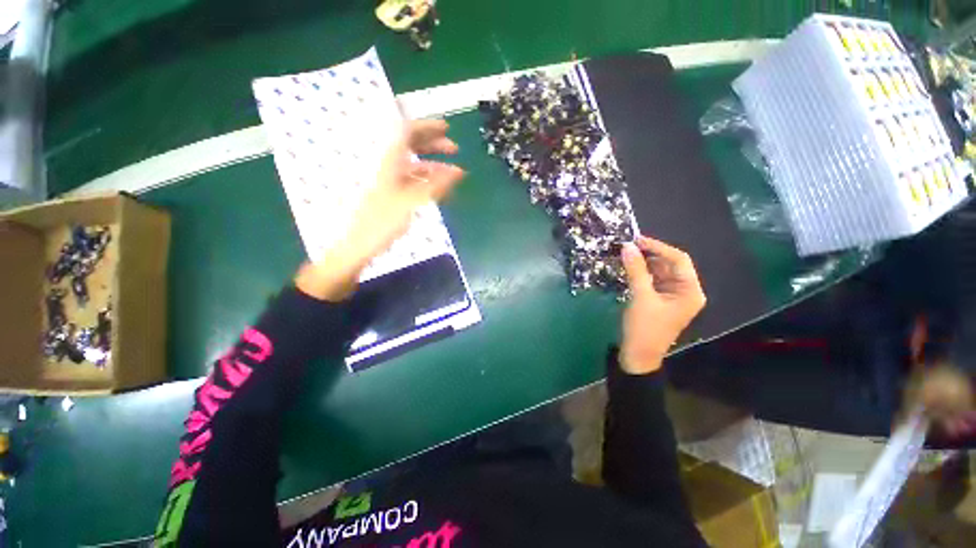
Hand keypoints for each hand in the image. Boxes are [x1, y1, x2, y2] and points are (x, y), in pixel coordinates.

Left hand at [295, 120, 464, 300]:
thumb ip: (435, 186)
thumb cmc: (380, 222)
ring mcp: (388, 181)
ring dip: (434, 164)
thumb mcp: (410, 202)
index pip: (407, 132)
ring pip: (413, 164)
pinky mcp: (391, 195)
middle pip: (410, 145)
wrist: (357, 246)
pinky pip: (412, 181)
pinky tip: (439, 188)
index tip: (447, 128)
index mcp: (387, 162)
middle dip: (433, 144)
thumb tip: (458, 172)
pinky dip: (427, 181)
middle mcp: (387, 166)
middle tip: (454, 148)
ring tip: (453, 171)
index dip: (427, 127)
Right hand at [619, 236, 706, 374]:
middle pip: (670, 264)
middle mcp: (685, 290)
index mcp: (690, 291)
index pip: (679, 260)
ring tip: (626, 253)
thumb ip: (635, 269)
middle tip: (628, 245)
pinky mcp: (659, 299)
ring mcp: (672, 295)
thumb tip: (627, 246)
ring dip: (644, 262)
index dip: (658, 247)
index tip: (636, 239)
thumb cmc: (644, 328)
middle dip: (650, 254)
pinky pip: (652, 279)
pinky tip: (629, 267)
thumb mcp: (640, 297)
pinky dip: (641, 272)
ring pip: (659, 271)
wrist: (637, 355)